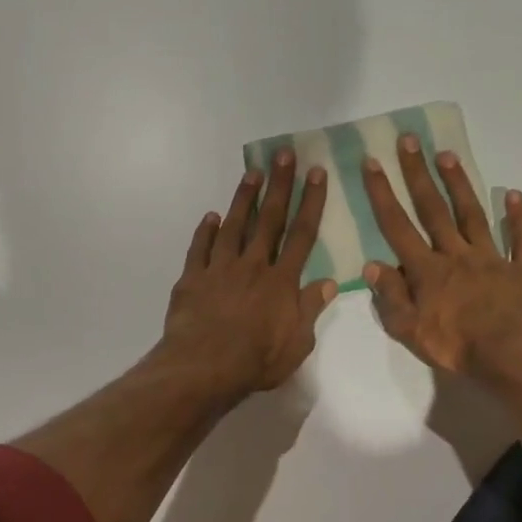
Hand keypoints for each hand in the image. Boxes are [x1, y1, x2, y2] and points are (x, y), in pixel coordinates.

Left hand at [160, 151, 337, 399]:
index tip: (316, 173)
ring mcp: (219, 269)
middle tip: (284, 154)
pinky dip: (205, 231)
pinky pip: (199, 248)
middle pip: (269, 219)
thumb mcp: (297, 344)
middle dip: (279, 185)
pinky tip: (210, 217)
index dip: (311, 202)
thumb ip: (310, 310)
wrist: (204, 367)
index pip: (302, 235)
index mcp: (281, 282)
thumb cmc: (256, 361)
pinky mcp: (192, 279)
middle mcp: (252, 266)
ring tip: (251, 173)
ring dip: (243, 198)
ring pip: (233, 226)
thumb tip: (329, 282)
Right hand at [361, 135, 521, 396]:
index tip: (372, 163)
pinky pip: (521, 239)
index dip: (382, 194)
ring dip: (459, 183)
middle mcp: (457, 255)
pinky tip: (514, 194)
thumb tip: (372, 265)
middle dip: (418, 174)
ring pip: (472, 214)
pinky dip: (518, 216)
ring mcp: (492, 258)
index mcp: (427, 271)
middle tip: (409, 140)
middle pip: (433, 209)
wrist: (515, 356)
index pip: (398, 226)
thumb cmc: (457, 347)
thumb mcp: (410, 330)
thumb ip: (391, 296)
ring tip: (447, 155)